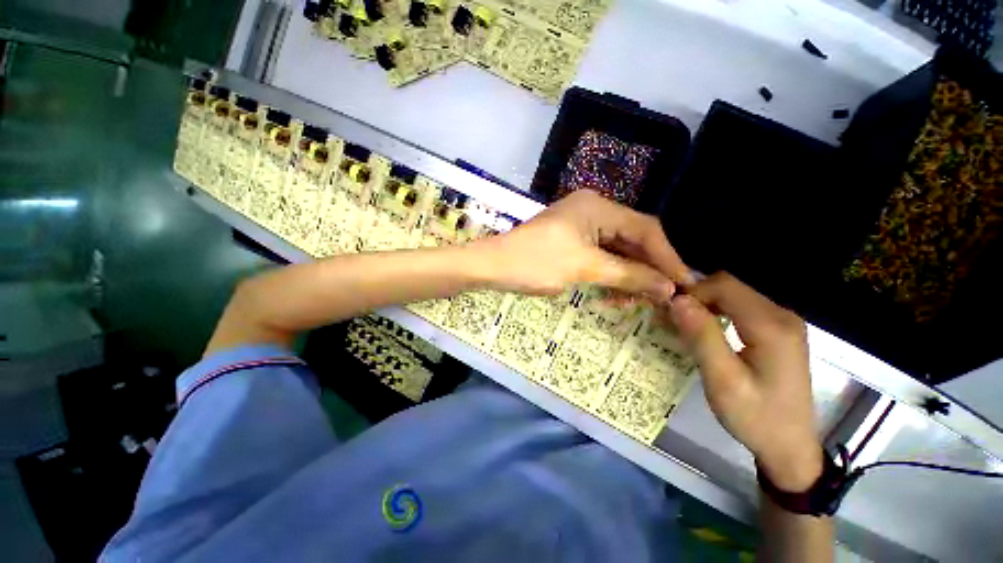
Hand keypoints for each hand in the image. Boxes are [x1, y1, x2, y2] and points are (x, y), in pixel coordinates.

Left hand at [472, 190, 691, 299]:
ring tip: (631, 302)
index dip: (667, 258)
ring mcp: (581, 227)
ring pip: (617, 252)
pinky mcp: (572, 242)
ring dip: (627, 277)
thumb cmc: (535, 263)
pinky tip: (613, 295)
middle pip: (632, 240)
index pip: (645, 229)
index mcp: (598, 207)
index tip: (684, 285)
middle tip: (658, 299)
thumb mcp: (584, 268)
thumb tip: (669, 288)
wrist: (492, 266)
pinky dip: (609, 276)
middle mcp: (593, 212)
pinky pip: (600, 257)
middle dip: (645, 271)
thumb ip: (628, 275)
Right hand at [669, 273, 822, 491]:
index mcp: (772, 326)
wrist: (790, 447)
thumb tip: (677, 301)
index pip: (725, 285)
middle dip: (697, 296)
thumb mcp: (723, 381)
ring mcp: (784, 321)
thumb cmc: (756, 418)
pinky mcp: (779, 330)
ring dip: (705, 303)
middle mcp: (782, 315)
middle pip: (730, 286)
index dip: (692, 292)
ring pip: (734, 294)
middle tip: (672, 319)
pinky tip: (706, 329)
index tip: (670, 312)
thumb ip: (702, 337)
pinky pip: (742, 306)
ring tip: (684, 324)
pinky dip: (718, 311)